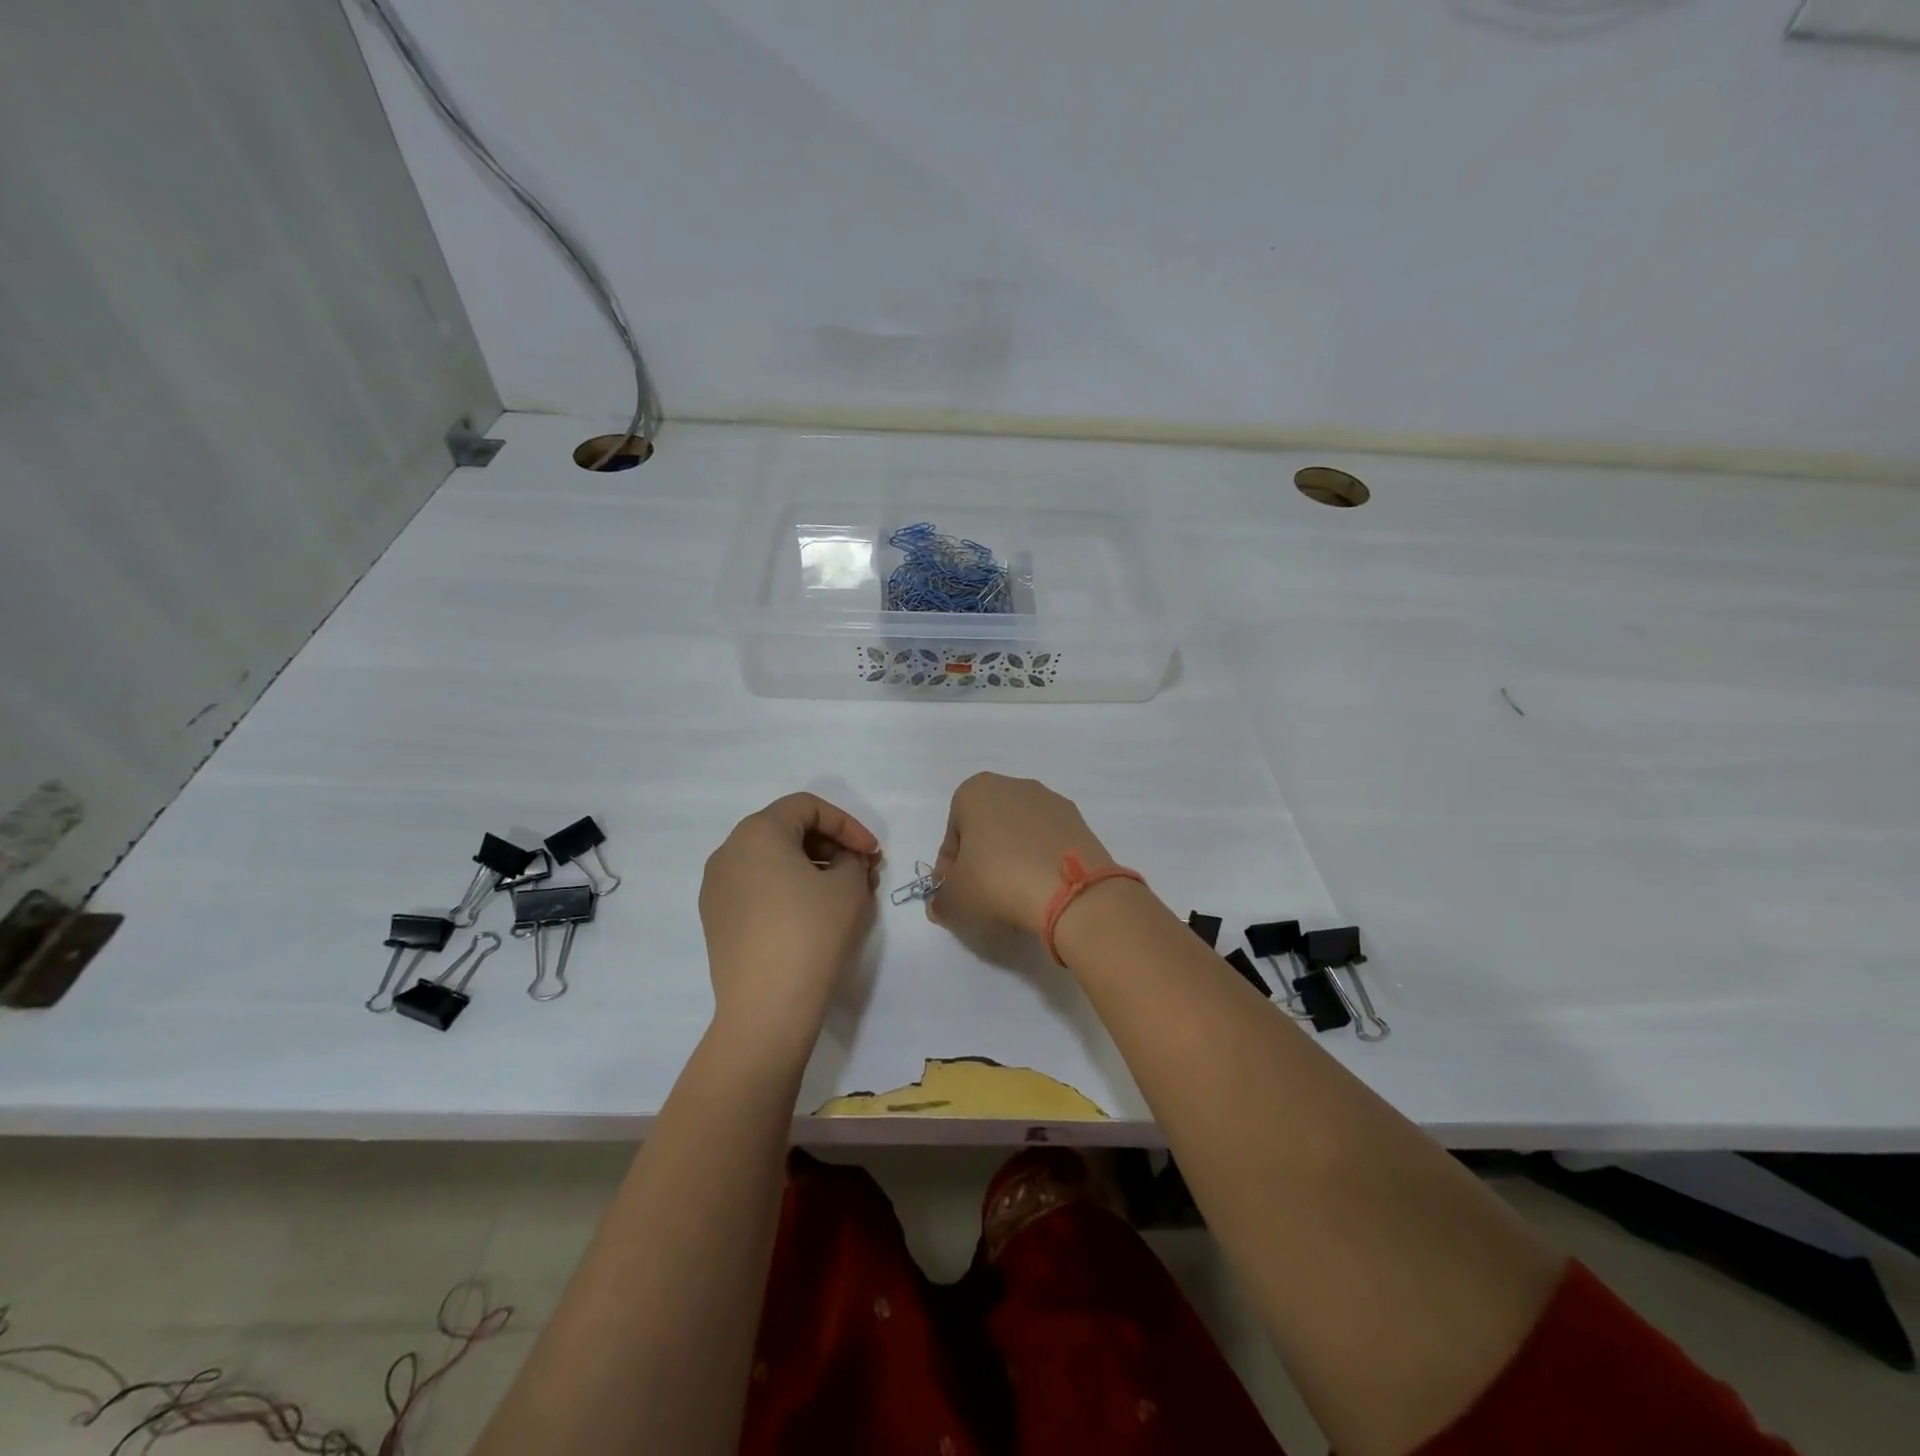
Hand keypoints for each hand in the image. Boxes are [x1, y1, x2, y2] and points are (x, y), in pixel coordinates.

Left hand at [699, 793, 880, 1052]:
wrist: (767, 1007)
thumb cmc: (812, 933)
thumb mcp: (849, 886)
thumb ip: (853, 859)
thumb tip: (846, 860)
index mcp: (757, 832)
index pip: (807, 807)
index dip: (847, 824)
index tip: (872, 853)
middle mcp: (728, 852)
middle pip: (786, 829)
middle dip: (830, 845)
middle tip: (862, 871)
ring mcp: (717, 888)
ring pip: (771, 860)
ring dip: (811, 867)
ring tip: (842, 894)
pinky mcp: (717, 919)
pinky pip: (756, 887)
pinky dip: (787, 888)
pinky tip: (812, 914)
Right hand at [929, 773, 1114, 937]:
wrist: (1070, 890)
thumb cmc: (996, 881)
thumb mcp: (953, 899)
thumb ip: (940, 899)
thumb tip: (943, 903)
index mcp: (976, 790)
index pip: (953, 833)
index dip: (951, 867)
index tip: (957, 893)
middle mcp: (1014, 785)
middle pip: (988, 829)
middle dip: (983, 859)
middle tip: (984, 895)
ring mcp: (1052, 801)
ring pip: (1021, 834)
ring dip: (1014, 860)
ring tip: (1017, 897)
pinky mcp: (1080, 822)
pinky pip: (1049, 843)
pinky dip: (1042, 862)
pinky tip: (1043, 890)